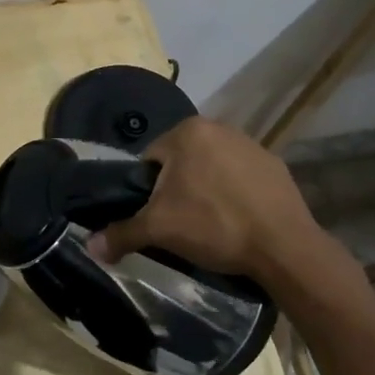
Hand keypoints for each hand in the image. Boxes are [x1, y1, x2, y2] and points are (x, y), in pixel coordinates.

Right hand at [86, 117, 325, 280]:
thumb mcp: (159, 230)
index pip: (150, 160)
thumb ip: (121, 233)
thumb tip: (90, 247)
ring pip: (211, 168)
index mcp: (187, 131)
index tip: (157, 217)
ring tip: (211, 225)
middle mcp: (219, 127)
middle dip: (177, 189)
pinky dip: (234, 195)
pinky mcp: (275, 166)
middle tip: (181, 224)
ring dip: (206, 190)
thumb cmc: (214, 226)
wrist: (284, 247)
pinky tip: (238, 221)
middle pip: (181, 162)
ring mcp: (251, 144)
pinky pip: (241, 178)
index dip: (148, 191)